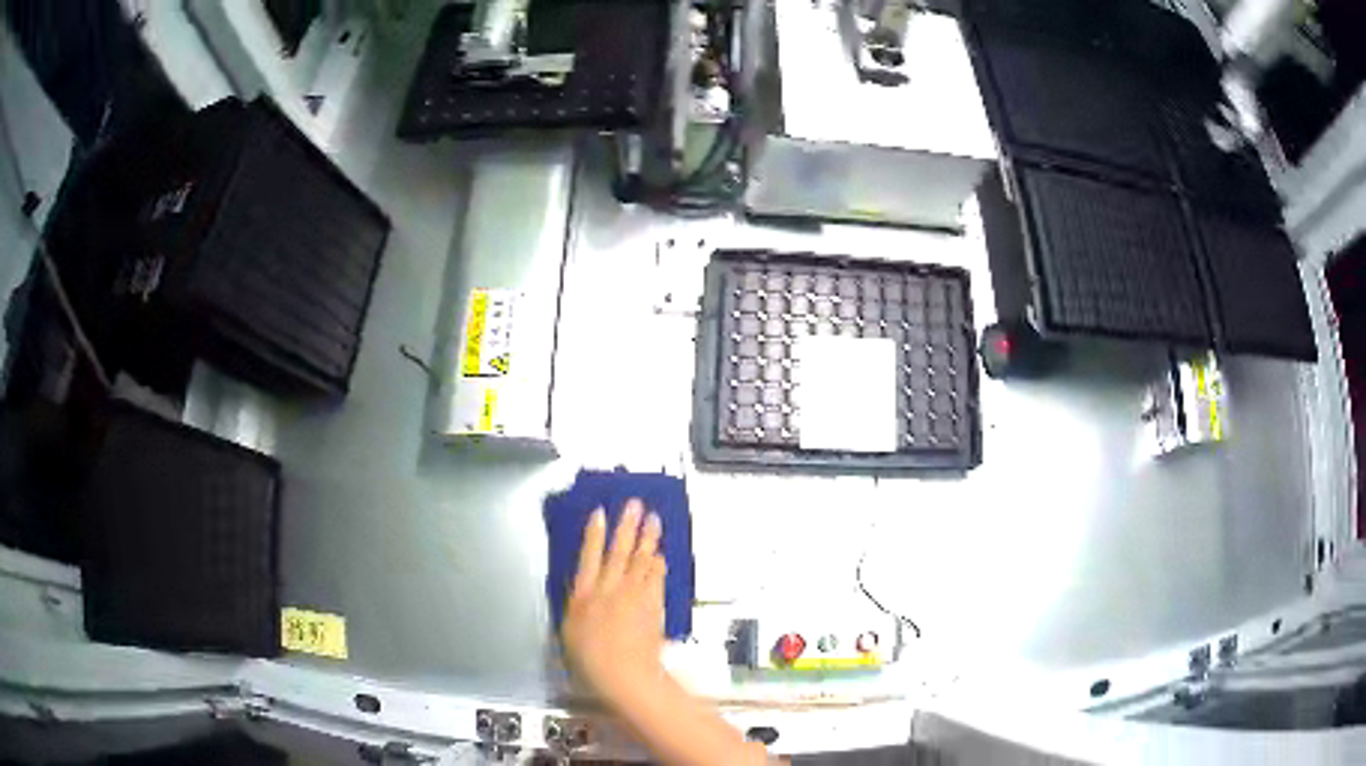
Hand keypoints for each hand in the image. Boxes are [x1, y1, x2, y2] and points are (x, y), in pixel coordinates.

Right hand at [562, 500, 667, 707]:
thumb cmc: (590, 659)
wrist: (625, 673)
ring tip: (653, 520)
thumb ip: (577, 606)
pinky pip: (656, 577)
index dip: (594, 533)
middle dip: (627, 525)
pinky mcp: (653, 604)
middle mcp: (609, 589)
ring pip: (642, 559)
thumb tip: (581, 590)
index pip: (588, 556)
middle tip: (635, 505)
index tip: (600, 513)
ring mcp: (634, 595)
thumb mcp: (570, 631)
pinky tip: (660, 555)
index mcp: (584, 594)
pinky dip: (658, 564)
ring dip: (648, 538)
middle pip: (619, 551)